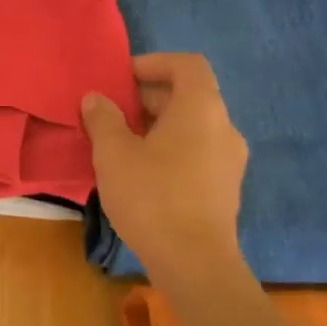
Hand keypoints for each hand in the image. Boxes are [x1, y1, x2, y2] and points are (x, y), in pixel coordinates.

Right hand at [82, 53, 249, 285]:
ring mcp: (230, 160)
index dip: (154, 63)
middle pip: (189, 96)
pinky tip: (143, 175)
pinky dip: (171, 150)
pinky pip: (197, 153)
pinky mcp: (226, 188)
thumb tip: (96, 99)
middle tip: (112, 114)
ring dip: (158, 127)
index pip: (187, 65)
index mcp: (201, 108)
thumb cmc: (152, 196)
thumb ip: (103, 119)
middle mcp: (224, 127)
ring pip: (192, 127)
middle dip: (148, 98)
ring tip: (122, 145)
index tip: (122, 78)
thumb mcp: (114, 154)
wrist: (194, 262)